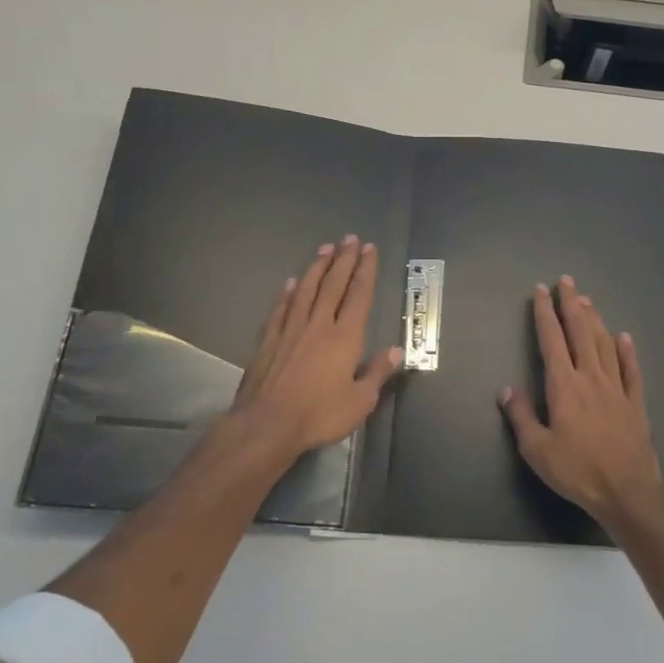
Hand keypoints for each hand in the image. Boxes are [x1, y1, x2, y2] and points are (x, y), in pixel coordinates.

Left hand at [228, 237, 402, 461]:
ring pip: (306, 290)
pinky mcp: (268, 340)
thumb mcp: (360, 401)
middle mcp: (318, 325)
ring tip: (325, 249)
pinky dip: (286, 294)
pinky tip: (290, 283)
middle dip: (344, 260)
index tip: (369, 250)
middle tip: (350, 239)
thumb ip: (377, 373)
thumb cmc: (319, 414)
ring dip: (317, 268)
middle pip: (333, 285)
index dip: (365, 271)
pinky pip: (280, 309)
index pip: (359, 295)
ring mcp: (290, 330)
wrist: (267, 424)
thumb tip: (396, 350)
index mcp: (345, 337)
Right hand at [499, 275, 663, 522]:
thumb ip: (521, 416)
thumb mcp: (537, 449)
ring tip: (587, 300)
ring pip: (604, 344)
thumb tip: (506, 389)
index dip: (545, 314)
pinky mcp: (635, 403)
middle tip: (566, 281)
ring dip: (594, 319)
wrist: (627, 491)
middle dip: (571, 304)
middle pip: (580, 332)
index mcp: (564, 386)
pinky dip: (627, 351)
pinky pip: (631, 370)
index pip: (551, 340)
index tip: (541, 291)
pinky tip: (623, 337)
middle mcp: (591, 378)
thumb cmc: (577, 470)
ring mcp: (616, 388)